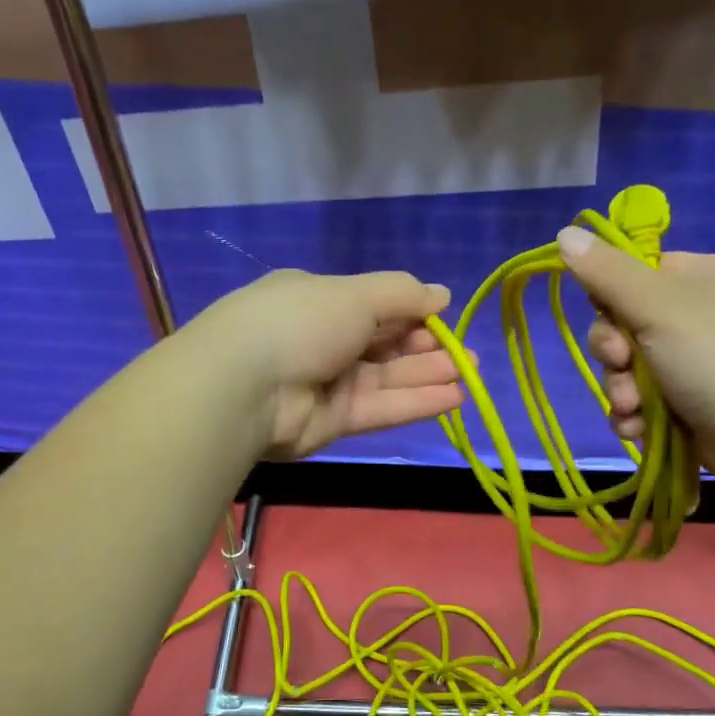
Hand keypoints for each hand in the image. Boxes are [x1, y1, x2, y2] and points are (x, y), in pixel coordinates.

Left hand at [190, 269, 465, 459]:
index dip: (411, 312)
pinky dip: (415, 403)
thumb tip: (441, 294)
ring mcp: (325, 382)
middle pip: (383, 343)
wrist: (245, 387)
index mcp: (319, 299)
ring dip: (428, 375)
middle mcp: (322, 339)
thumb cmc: (301, 322)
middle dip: (426, 347)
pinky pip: (380, 408)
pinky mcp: (330, 422)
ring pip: (386, 378)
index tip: (444, 318)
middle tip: (465, 354)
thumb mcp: (355, 294)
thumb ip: (402, 294)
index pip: (374, 304)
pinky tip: (454, 398)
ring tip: (470, 374)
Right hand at [555, 228, 714, 501]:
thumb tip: (564, 233)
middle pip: (626, 325)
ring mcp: (700, 363)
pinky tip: (638, 430)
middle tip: (621, 367)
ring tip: (632, 410)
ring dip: (620, 391)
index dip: (610, 299)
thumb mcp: (659, 307)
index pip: (636, 274)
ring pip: (631, 370)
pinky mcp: (694, 405)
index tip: (609, 321)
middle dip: (614, 355)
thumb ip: (608, 274)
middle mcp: (702, 315)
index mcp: (704, 277)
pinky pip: (646, 402)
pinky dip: (636, 415)